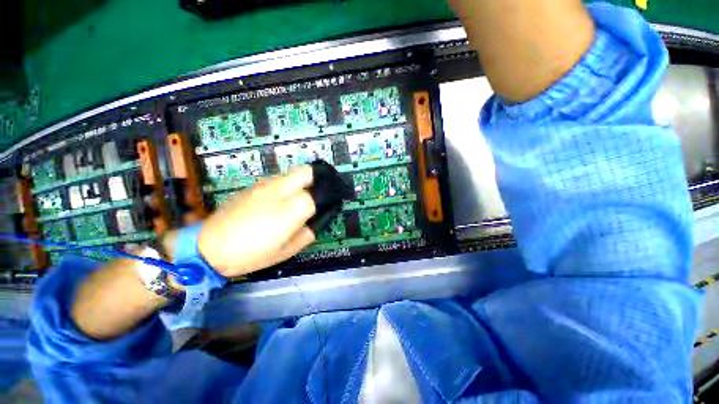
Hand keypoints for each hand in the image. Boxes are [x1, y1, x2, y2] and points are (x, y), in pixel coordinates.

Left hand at [198, 165, 315, 277]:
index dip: (326, 199)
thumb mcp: (286, 252)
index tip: (329, 204)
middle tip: (320, 192)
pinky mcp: (253, 186)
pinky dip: (287, 184)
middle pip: (306, 171)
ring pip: (292, 173)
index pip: (317, 195)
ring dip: (302, 181)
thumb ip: (307, 234)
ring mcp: (264, 186)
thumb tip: (315, 221)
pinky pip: (278, 179)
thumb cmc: (250, 255)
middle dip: (318, 177)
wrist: (207, 248)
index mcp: (288, 211)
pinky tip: (281, 199)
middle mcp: (278, 192)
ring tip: (301, 197)